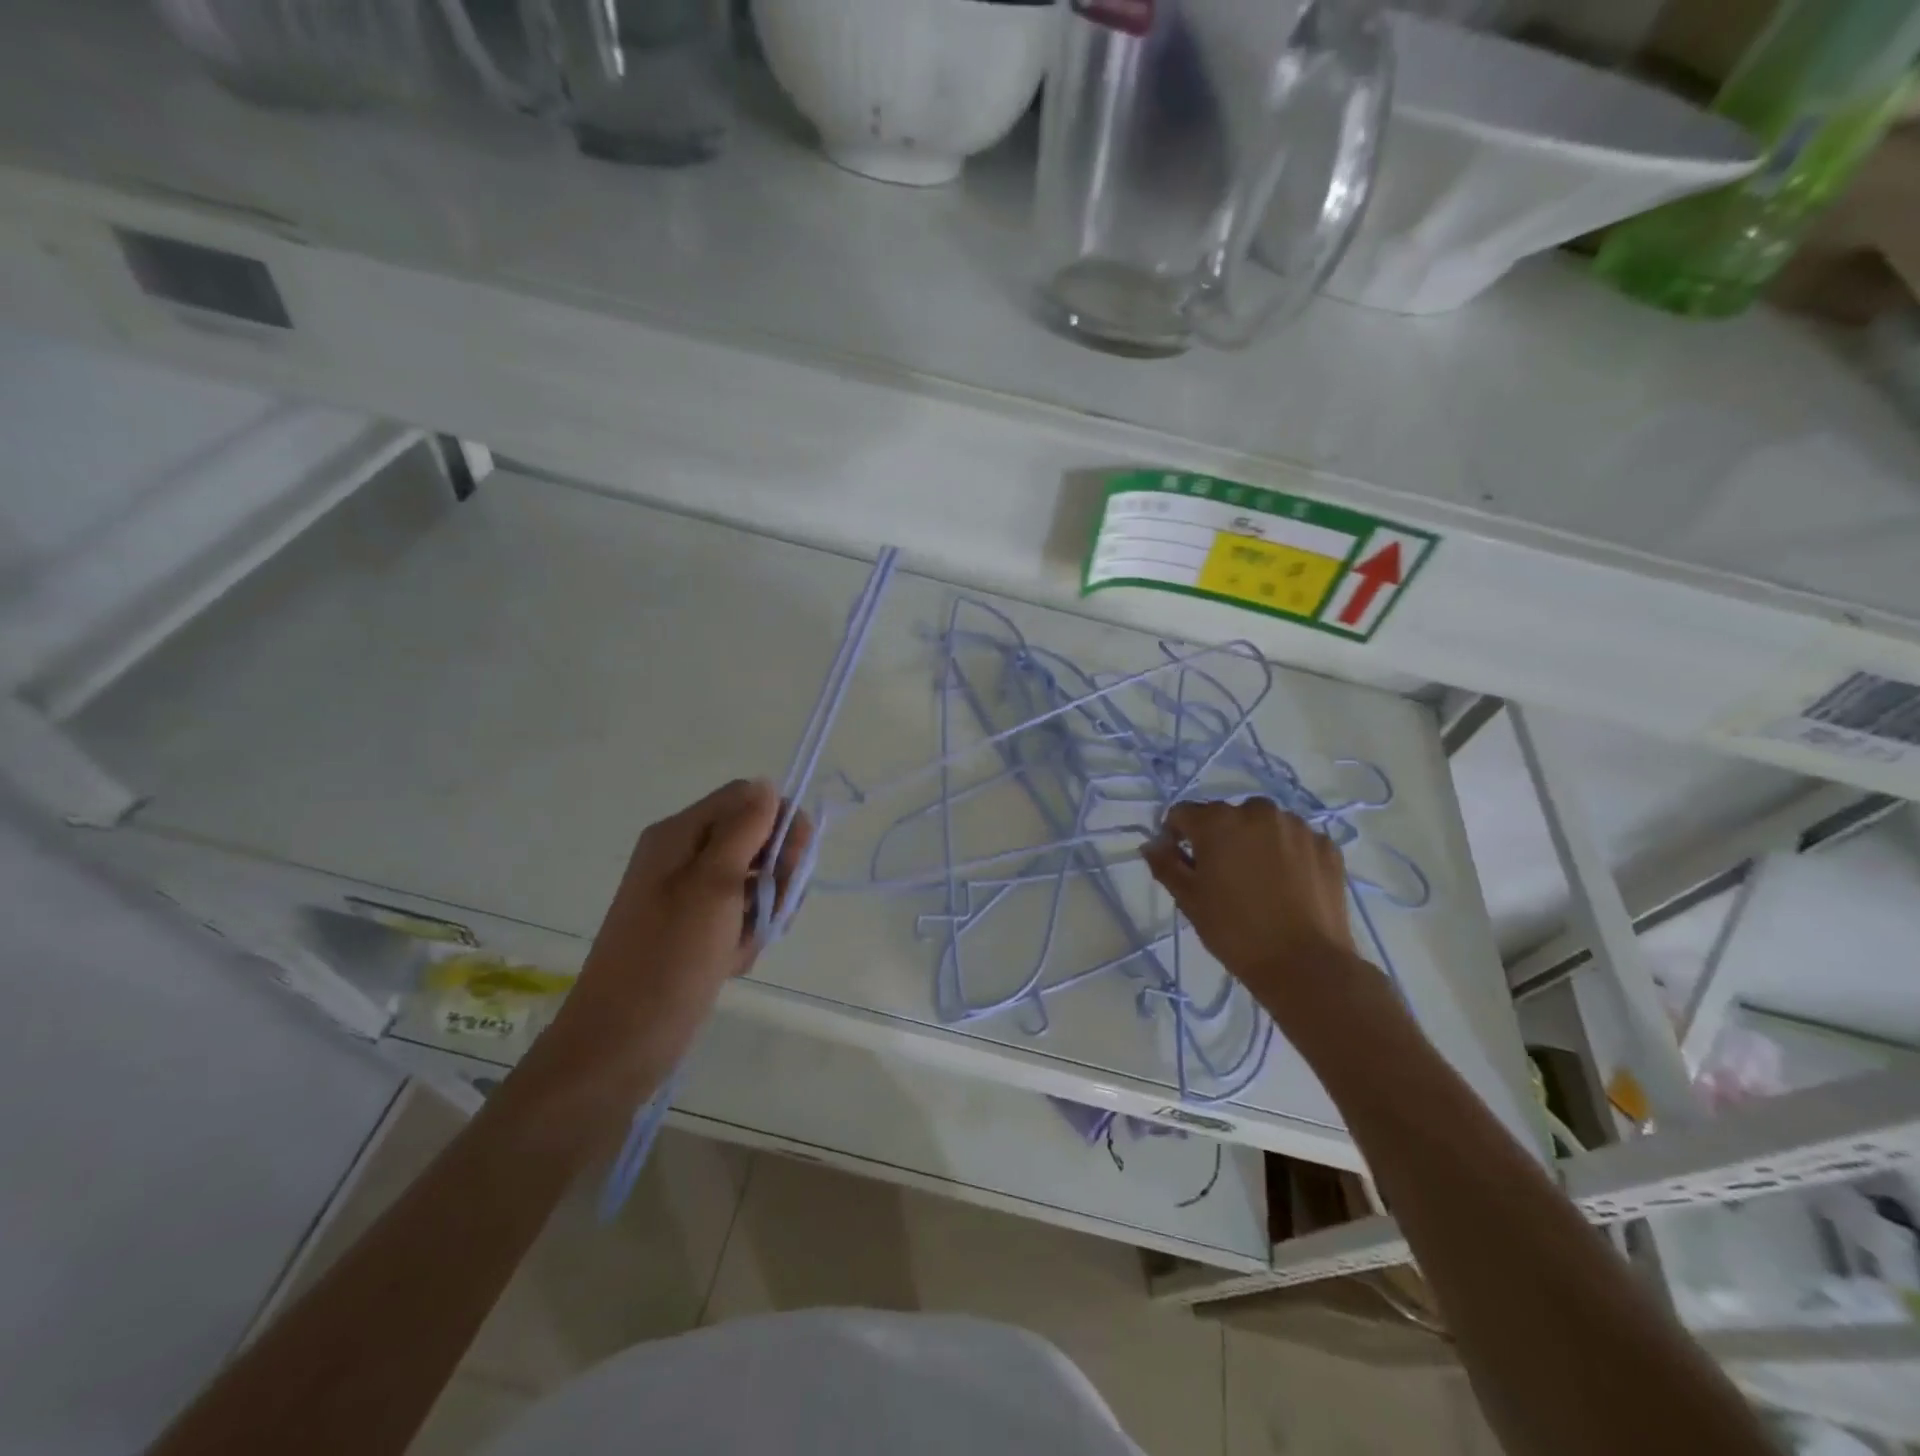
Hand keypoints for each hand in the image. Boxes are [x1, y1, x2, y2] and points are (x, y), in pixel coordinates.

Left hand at [534, 779, 810, 1107]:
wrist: (621, 1043)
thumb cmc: (668, 959)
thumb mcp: (713, 886)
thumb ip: (744, 829)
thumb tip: (766, 784)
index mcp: (679, 835)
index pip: (747, 798)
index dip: (779, 821)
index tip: (794, 861)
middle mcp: (683, 856)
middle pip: (754, 837)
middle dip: (776, 872)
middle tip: (773, 909)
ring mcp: (688, 895)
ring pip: (753, 880)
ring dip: (763, 909)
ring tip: (744, 944)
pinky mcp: (695, 928)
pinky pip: (739, 914)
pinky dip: (746, 935)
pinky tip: (732, 961)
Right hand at [1141, 798, 1357, 999]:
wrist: (1305, 965)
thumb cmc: (1235, 930)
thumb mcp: (1189, 899)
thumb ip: (1165, 864)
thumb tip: (1151, 844)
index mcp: (1218, 821)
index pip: (1183, 813)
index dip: (1176, 836)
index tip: (1182, 865)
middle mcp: (1258, 811)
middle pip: (1226, 816)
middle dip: (1218, 838)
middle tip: (1221, 877)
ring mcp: (1298, 827)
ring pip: (1263, 826)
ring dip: (1254, 842)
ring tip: (1258, 881)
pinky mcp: (1327, 846)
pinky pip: (1295, 841)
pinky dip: (1287, 854)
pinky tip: (1287, 886)